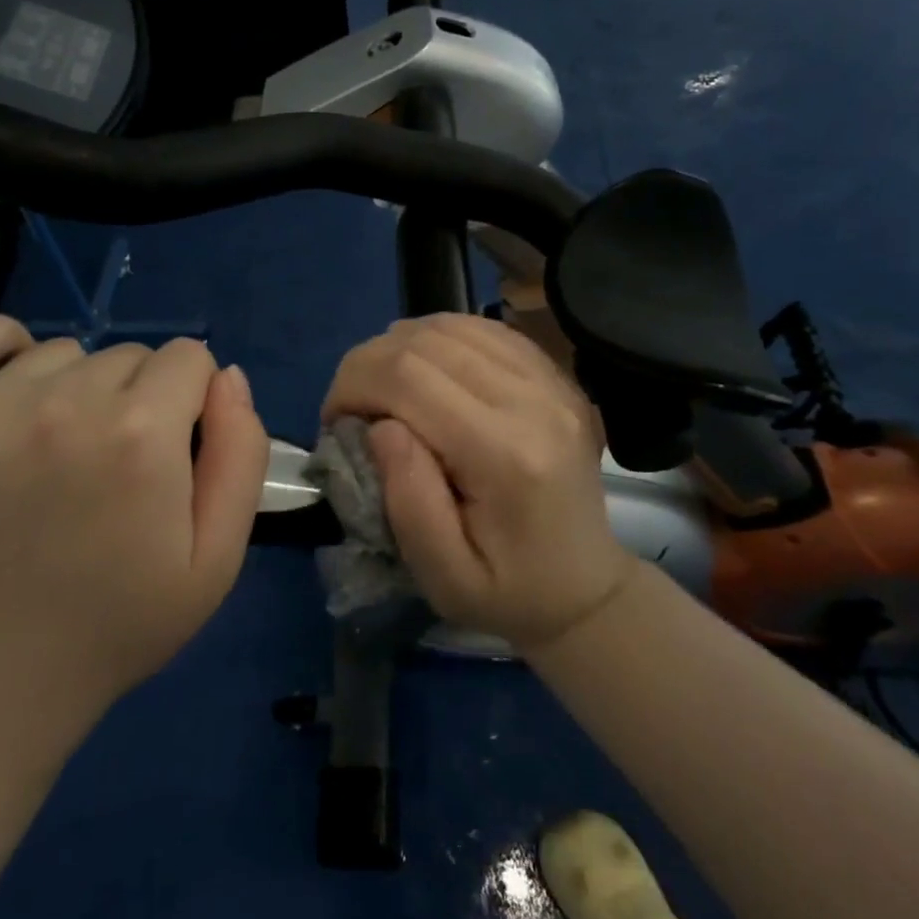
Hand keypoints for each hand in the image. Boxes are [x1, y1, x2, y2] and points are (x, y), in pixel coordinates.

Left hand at [0, 320, 268, 725]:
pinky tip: (6, 396)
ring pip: (62, 352)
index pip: (189, 360)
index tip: (170, 452)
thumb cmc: (113, 625)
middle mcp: (62, 405)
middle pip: (128, 355)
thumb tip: (228, 377)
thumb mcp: (215, 560)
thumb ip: (240, 456)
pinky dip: (0, 351)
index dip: (190, 403)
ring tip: (53, 457)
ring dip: (73, 389)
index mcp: (140, 436)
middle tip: (110, 471)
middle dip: (137, 399)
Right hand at [321, 313, 633, 649]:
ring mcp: (552, 381)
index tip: (334, 421)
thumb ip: (408, 501)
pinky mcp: (555, 375)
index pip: (409, 377)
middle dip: (367, 363)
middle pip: (426, 341)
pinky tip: (424, 370)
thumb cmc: (507, 593)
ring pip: (452, 325)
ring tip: (384, 389)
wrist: (583, 588)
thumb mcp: (444, 576)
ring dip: (400, 347)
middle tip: (351, 405)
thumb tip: (380, 425)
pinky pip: (483, 329)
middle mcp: (535, 402)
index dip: (354, 384)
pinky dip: (438, 339)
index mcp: (507, 455)